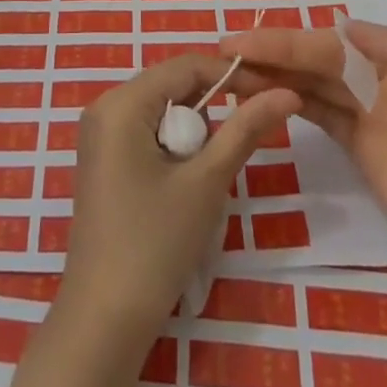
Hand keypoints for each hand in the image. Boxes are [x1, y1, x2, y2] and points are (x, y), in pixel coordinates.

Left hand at [62, 54, 300, 342]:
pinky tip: (184, 183)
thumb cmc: (155, 244)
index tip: (273, 92)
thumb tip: (287, 93)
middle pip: (172, 86)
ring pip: (161, 110)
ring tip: (209, 174)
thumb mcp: (206, 182)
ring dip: (194, 132)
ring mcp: (99, 134)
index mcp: (121, 102)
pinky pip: (146, 132)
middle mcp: (104, 107)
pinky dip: (174, 147)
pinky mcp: (102, 160)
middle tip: (245, 138)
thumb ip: (245, 130)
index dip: (232, 74)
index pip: (186, 66)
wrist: (104, 319)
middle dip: (212, 107)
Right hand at [221, 20, 386, 306]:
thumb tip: (344, 23)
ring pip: (311, 85)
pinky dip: (290, 102)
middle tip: (220, 53)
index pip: (330, 45)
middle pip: (315, 60)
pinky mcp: (363, 151)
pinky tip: (260, 98)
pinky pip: (320, 116)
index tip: (241, 41)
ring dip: (273, 76)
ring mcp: (370, 118)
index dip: (285, 40)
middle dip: (270, 53)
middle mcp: (380, 82)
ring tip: (229, 74)